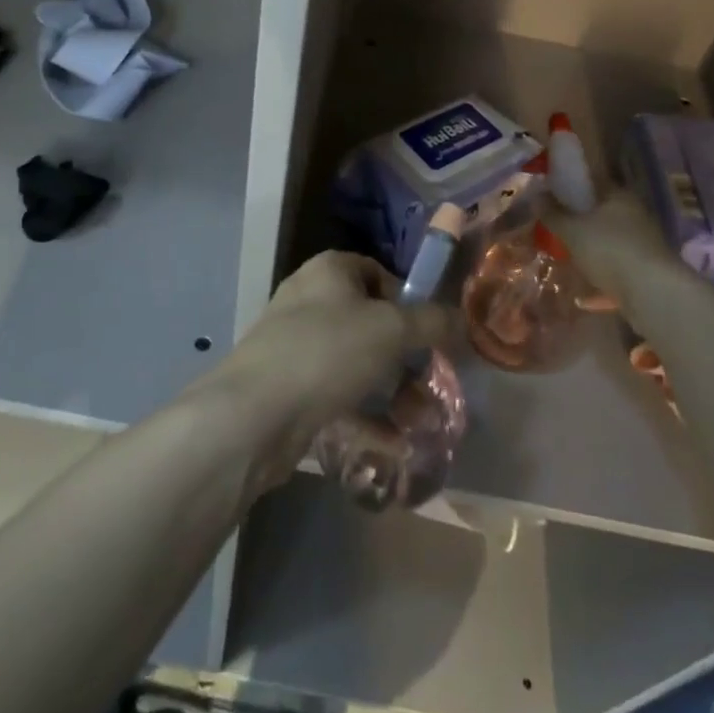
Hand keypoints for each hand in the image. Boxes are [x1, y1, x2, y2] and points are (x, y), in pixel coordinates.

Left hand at [201, 250, 452, 488]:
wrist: (254, 413)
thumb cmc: (327, 352)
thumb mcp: (391, 329)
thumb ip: (431, 321)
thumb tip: (459, 319)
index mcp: (330, 270)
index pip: (379, 273)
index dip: (409, 301)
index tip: (431, 336)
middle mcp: (309, 298)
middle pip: (370, 321)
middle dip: (404, 355)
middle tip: (430, 384)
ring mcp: (295, 343)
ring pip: (356, 361)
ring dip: (390, 390)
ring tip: (418, 422)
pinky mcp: (287, 385)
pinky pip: (337, 393)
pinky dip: (365, 414)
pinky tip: (392, 442)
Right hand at [551, 187, 682, 308]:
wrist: (652, 293)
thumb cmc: (608, 250)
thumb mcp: (571, 230)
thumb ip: (553, 213)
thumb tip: (537, 196)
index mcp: (619, 196)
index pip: (593, 182)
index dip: (572, 187)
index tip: (552, 197)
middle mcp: (636, 214)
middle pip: (603, 211)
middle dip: (581, 220)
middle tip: (557, 229)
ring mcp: (645, 242)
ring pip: (611, 239)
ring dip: (593, 247)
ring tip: (569, 257)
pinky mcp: (648, 269)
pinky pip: (618, 265)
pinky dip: (603, 272)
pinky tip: (585, 292)